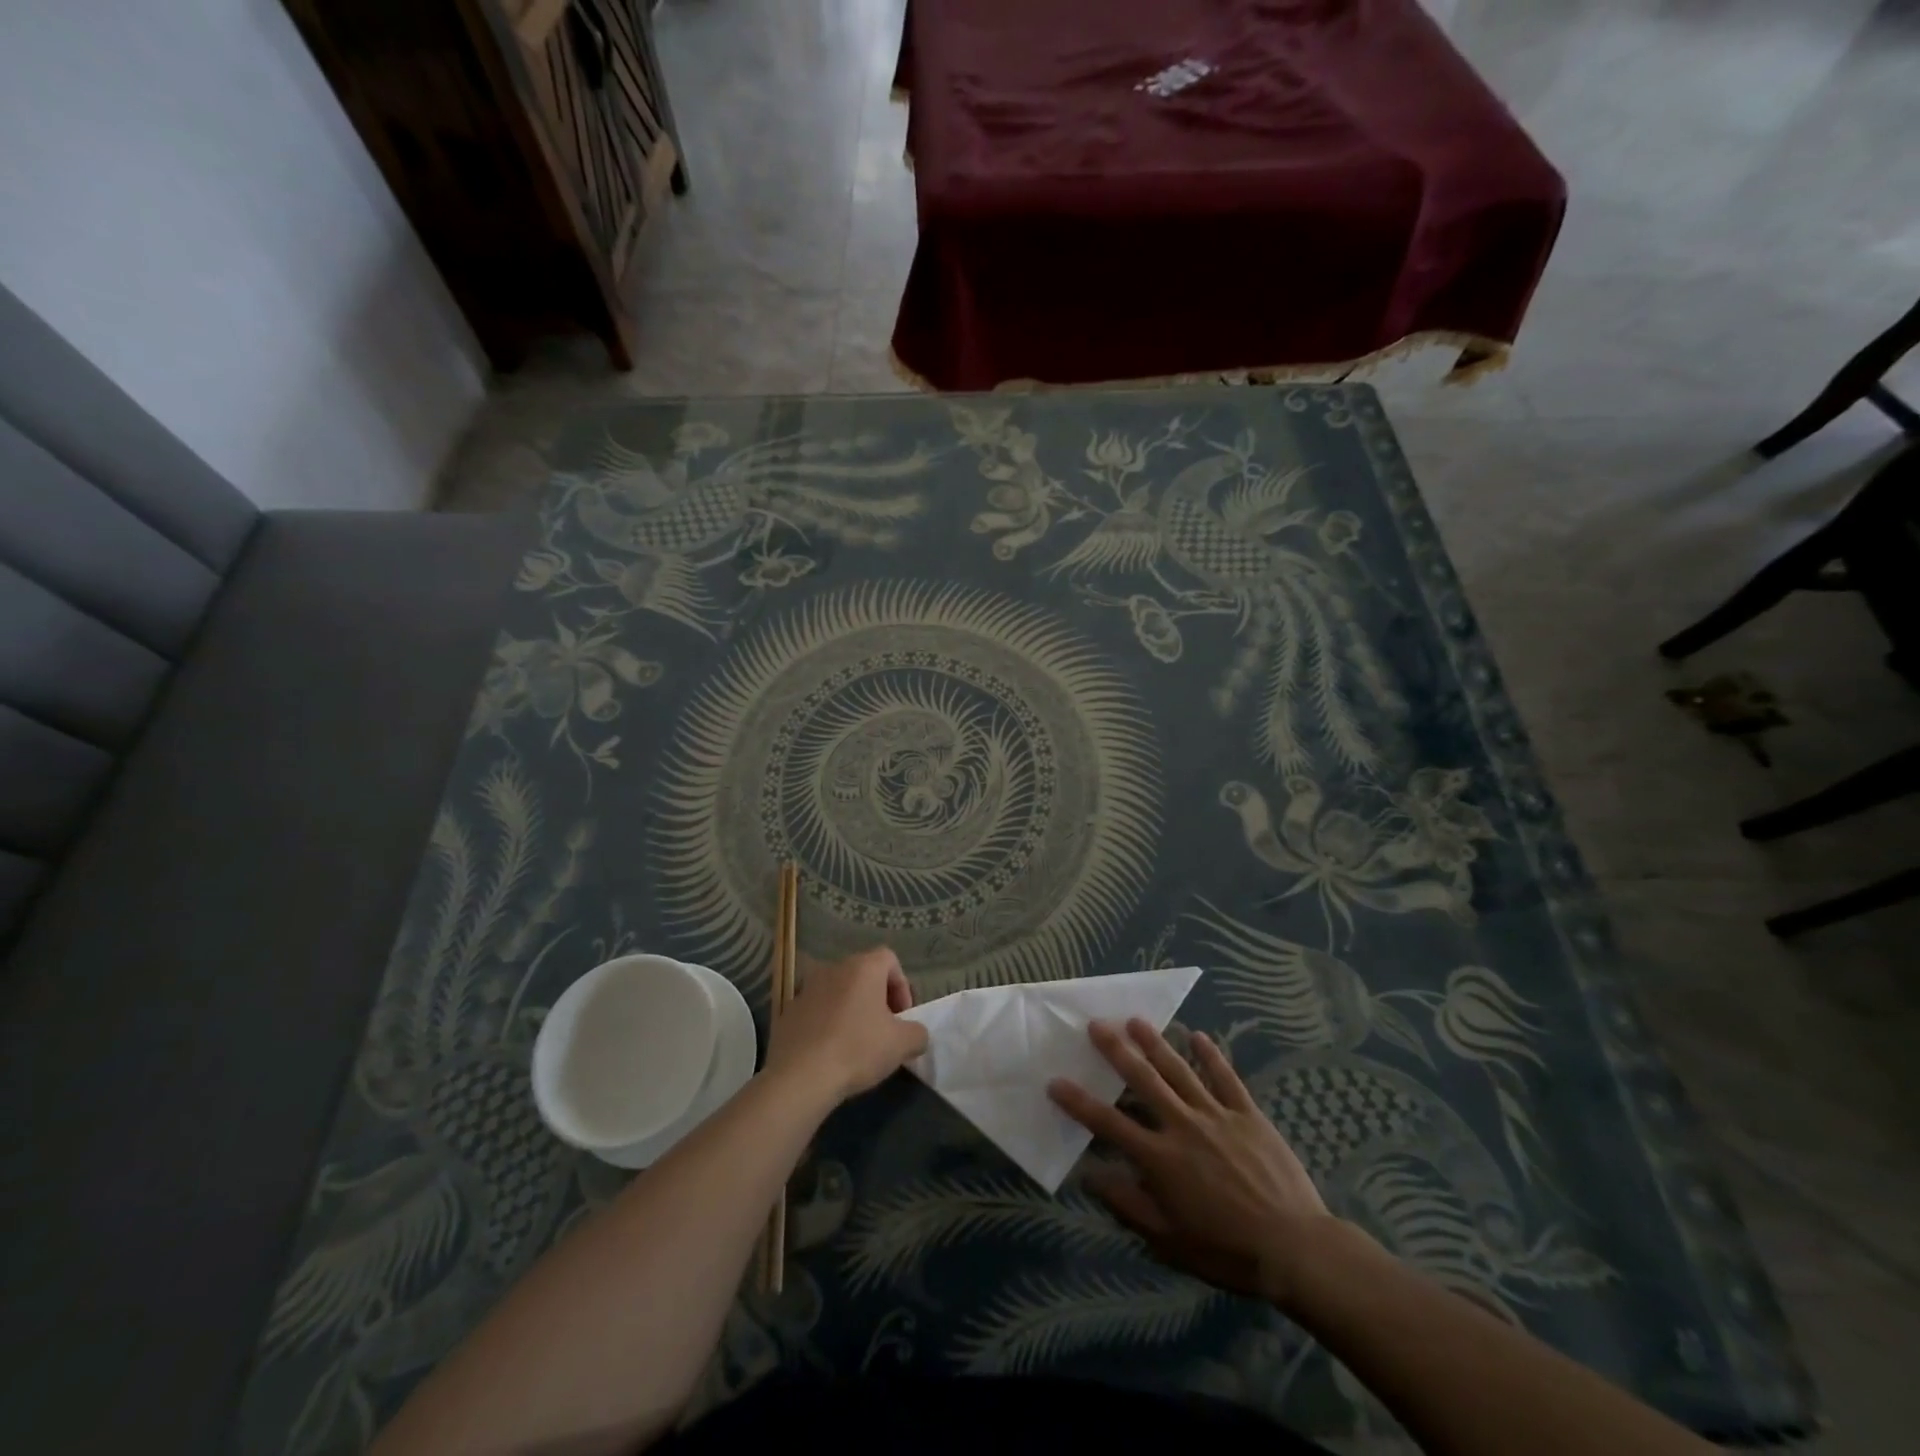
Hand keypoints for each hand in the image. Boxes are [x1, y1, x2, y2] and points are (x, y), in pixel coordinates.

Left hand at [764, 946, 927, 1103]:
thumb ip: (917, 1033)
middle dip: (877, 998)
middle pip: (863, 974)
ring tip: (856, 1041)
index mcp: (862, 967)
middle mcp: (833, 968)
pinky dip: (827, 1023)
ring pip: (838, 991)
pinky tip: (829, 1051)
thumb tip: (915, 1033)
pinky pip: (816, 1010)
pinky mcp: (788, 1011)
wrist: (800, 1076)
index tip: (902, 1016)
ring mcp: (806, 988)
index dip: (902, 986)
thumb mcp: (902, 1045)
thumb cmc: (857, 1049)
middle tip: (883, 1029)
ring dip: (851, 1009)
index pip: (890, 959)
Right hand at [1049, 1019, 1335, 1308]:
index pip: (1109, 1123)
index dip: (1079, 1102)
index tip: (1055, 1082)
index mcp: (1160, 1158)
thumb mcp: (1169, 1240)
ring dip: (1155, 1042)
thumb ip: (1127, 1205)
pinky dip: (1211, 1055)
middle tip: (1096, 1024)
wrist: (1295, 1249)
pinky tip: (1198, 1036)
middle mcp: (1182, 1126)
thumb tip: (1089, 1175)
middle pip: (1143, 1080)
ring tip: (1135, 1020)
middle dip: (1116, 1050)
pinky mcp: (1248, 1113)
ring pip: (1179, 1070)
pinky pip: (1226, 1078)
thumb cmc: (1227, 1250)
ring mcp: (1217, 1115)